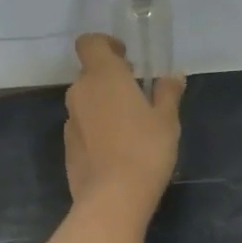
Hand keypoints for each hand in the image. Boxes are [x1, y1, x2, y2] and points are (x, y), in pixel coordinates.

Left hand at [63, 34, 184, 216]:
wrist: (112, 199)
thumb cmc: (145, 150)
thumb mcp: (167, 120)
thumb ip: (168, 93)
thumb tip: (174, 76)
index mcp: (103, 76)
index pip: (90, 43)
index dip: (106, 44)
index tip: (127, 58)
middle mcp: (81, 92)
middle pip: (90, 73)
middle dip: (111, 79)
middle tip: (138, 94)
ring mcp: (70, 121)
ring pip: (86, 101)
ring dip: (104, 105)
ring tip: (131, 125)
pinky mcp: (67, 146)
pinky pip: (83, 126)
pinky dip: (97, 128)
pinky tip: (117, 149)